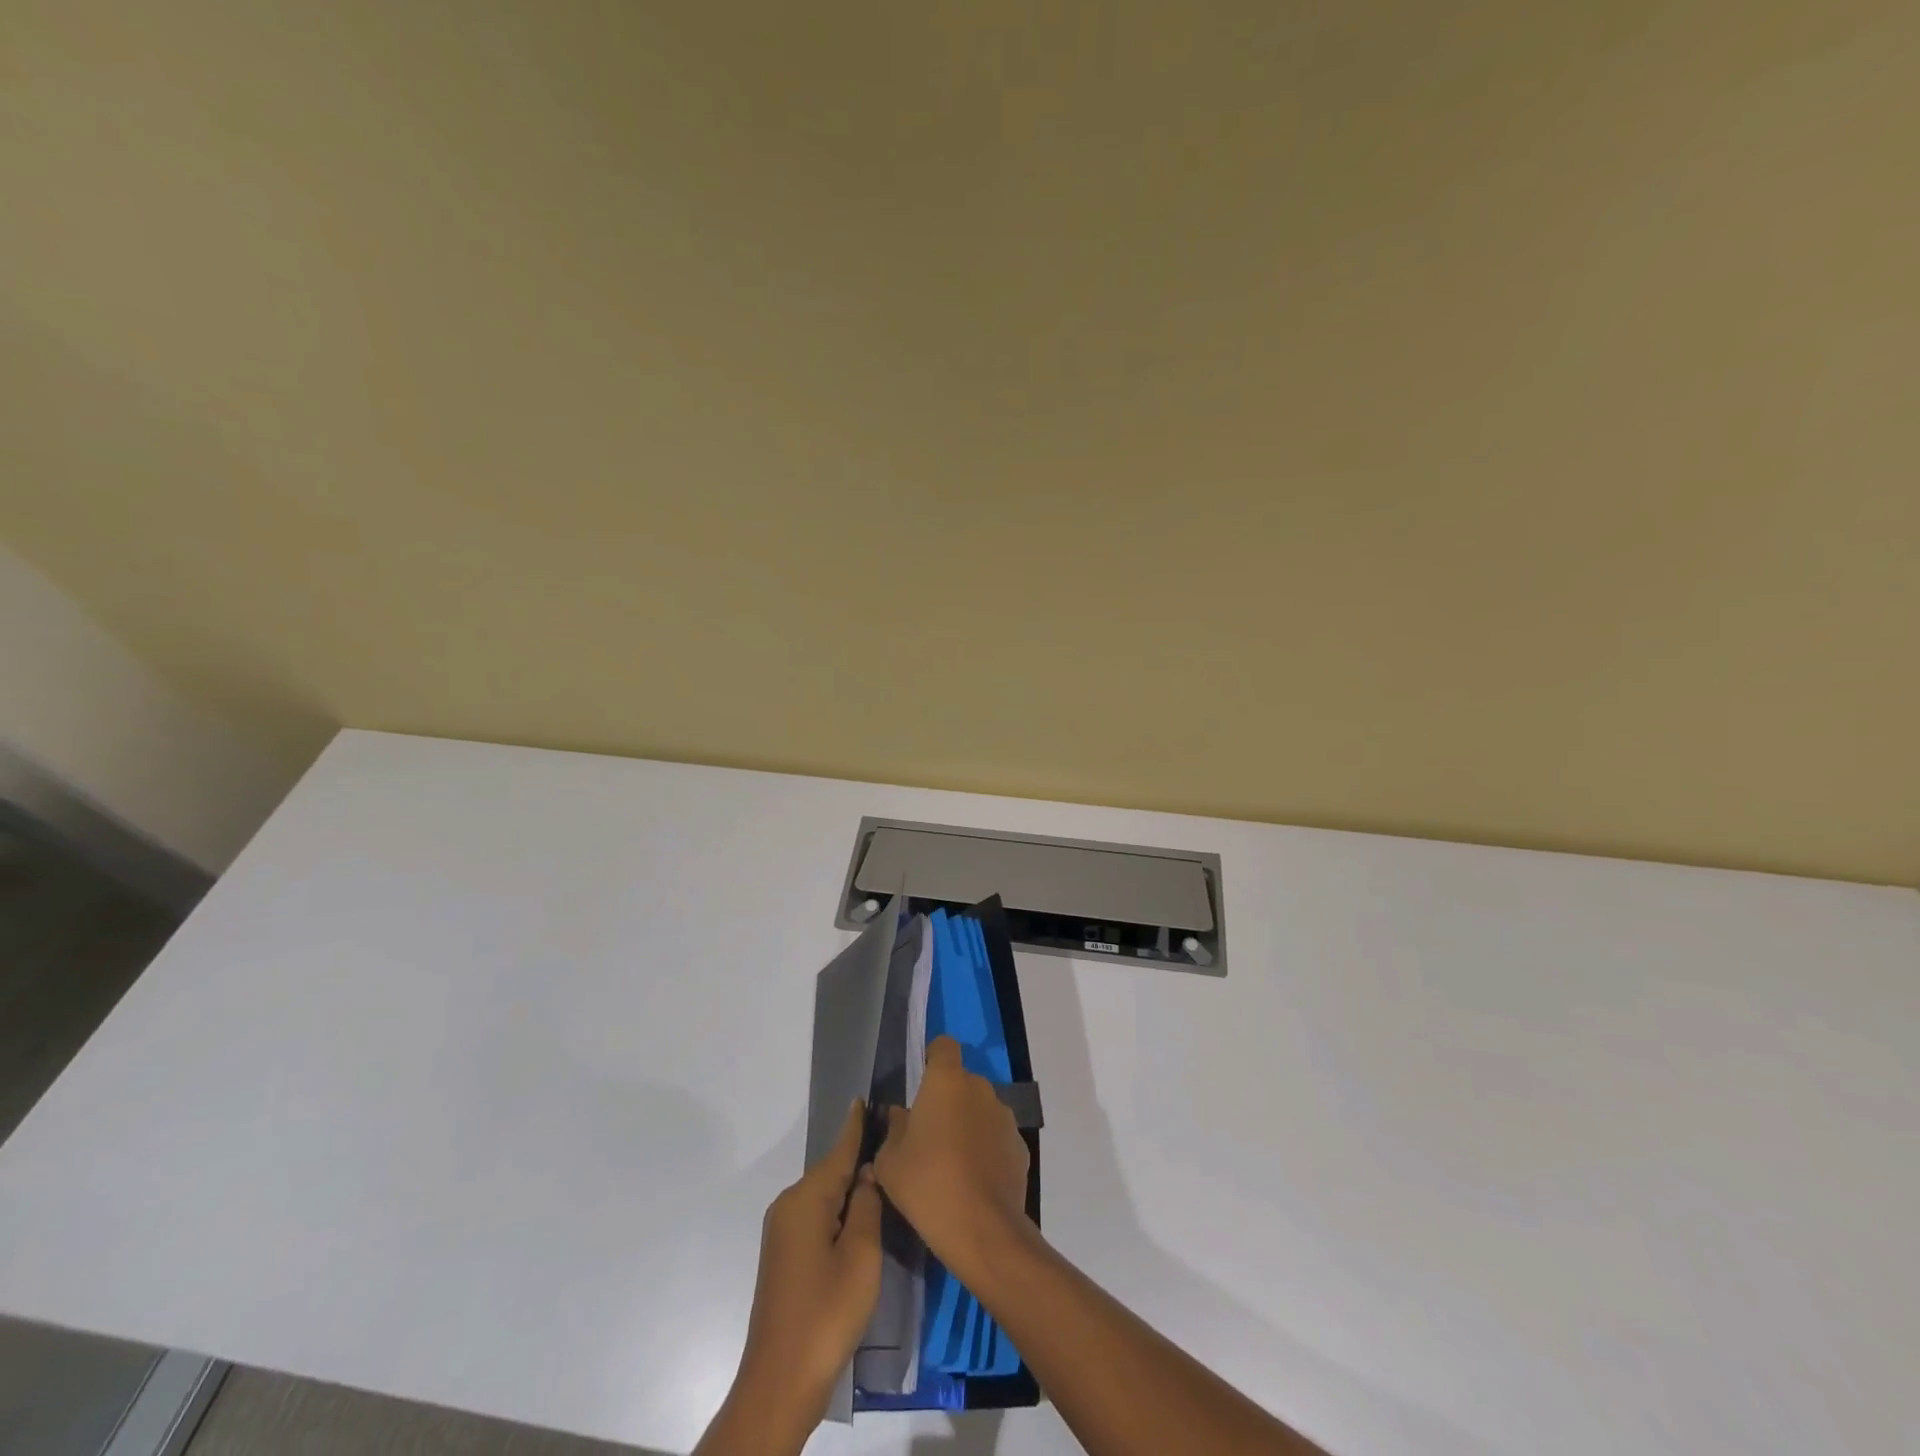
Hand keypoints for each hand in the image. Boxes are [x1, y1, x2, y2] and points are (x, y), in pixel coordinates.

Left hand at [700, 1100, 881, 1451]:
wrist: (780, 1382)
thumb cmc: (826, 1312)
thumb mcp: (861, 1254)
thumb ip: (866, 1205)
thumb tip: (867, 1173)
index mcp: (806, 1199)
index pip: (838, 1151)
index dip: (855, 1126)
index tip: (865, 1098)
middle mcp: (788, 1206)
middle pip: (830, 1172)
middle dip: (857, 1157)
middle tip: (891, 1141)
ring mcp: (782, 1232)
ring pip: (824, 1196)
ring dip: (849, 1187)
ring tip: (883, 1173)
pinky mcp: (784, 1256)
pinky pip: (816, 1216)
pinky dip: (838, 1209)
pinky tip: (858, 1214)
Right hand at [874, 1036, 1031, 1285]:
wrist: (982, 1229)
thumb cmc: (927, 1184)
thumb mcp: (889, 1161)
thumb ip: (893, 1130)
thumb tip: (900, 1116)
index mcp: (946, 1080)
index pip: (943, 1046)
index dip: (933, 1058)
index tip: (921, 1084)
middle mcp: (980, 1088)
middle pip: (961, 1082)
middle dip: (947, 1100)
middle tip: (928, 1135)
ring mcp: (1004, 1116)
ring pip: (980, 1110)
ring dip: (968, 1125)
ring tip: (952, 1164)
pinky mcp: (1020, 1146)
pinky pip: (997, 1138)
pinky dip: (986, 1150)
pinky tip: (974, 1182)